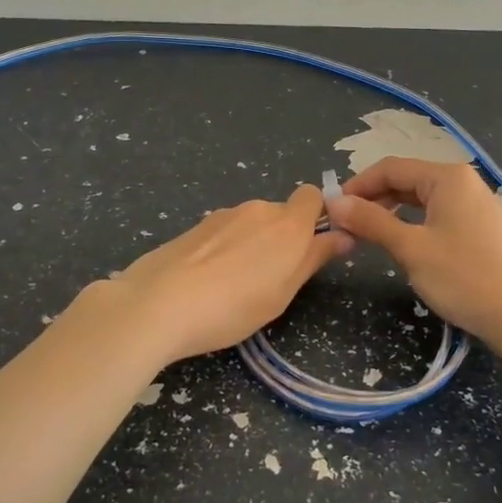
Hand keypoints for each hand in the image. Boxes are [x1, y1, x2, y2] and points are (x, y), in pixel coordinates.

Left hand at [94, 184, 353, 362]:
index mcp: (287, 223)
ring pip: (249, 224)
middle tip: (270, 280)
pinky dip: (223, 250)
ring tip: (232, 286)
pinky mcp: (194, 227)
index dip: (316, 216)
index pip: (312, 196)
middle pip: (280, 214)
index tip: (311, 246)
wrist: (158, 304)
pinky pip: (222, 233)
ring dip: (250, 245)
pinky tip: (206, 282)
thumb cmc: (233, 306)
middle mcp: (257, 209)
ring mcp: (221, 215)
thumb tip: (343, 235)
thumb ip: (314, 258)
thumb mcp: (283, 292)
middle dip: (280, 238)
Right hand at [324, 157, 501, 353]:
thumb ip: (371, 222)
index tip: (331, 210)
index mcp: (446, 177)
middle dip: (372, 199)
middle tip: (344, 225)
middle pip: (405, 180)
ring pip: (420, 199)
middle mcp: (461, 182)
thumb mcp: (411, 248)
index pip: (389, 168)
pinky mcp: (478, 228)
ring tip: (365, 235)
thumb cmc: (465, 277)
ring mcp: (473, 205)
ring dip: (390, 212)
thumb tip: (334, 203)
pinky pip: (435, 215)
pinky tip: (400, 243)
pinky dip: (411, 224)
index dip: (357, 186)